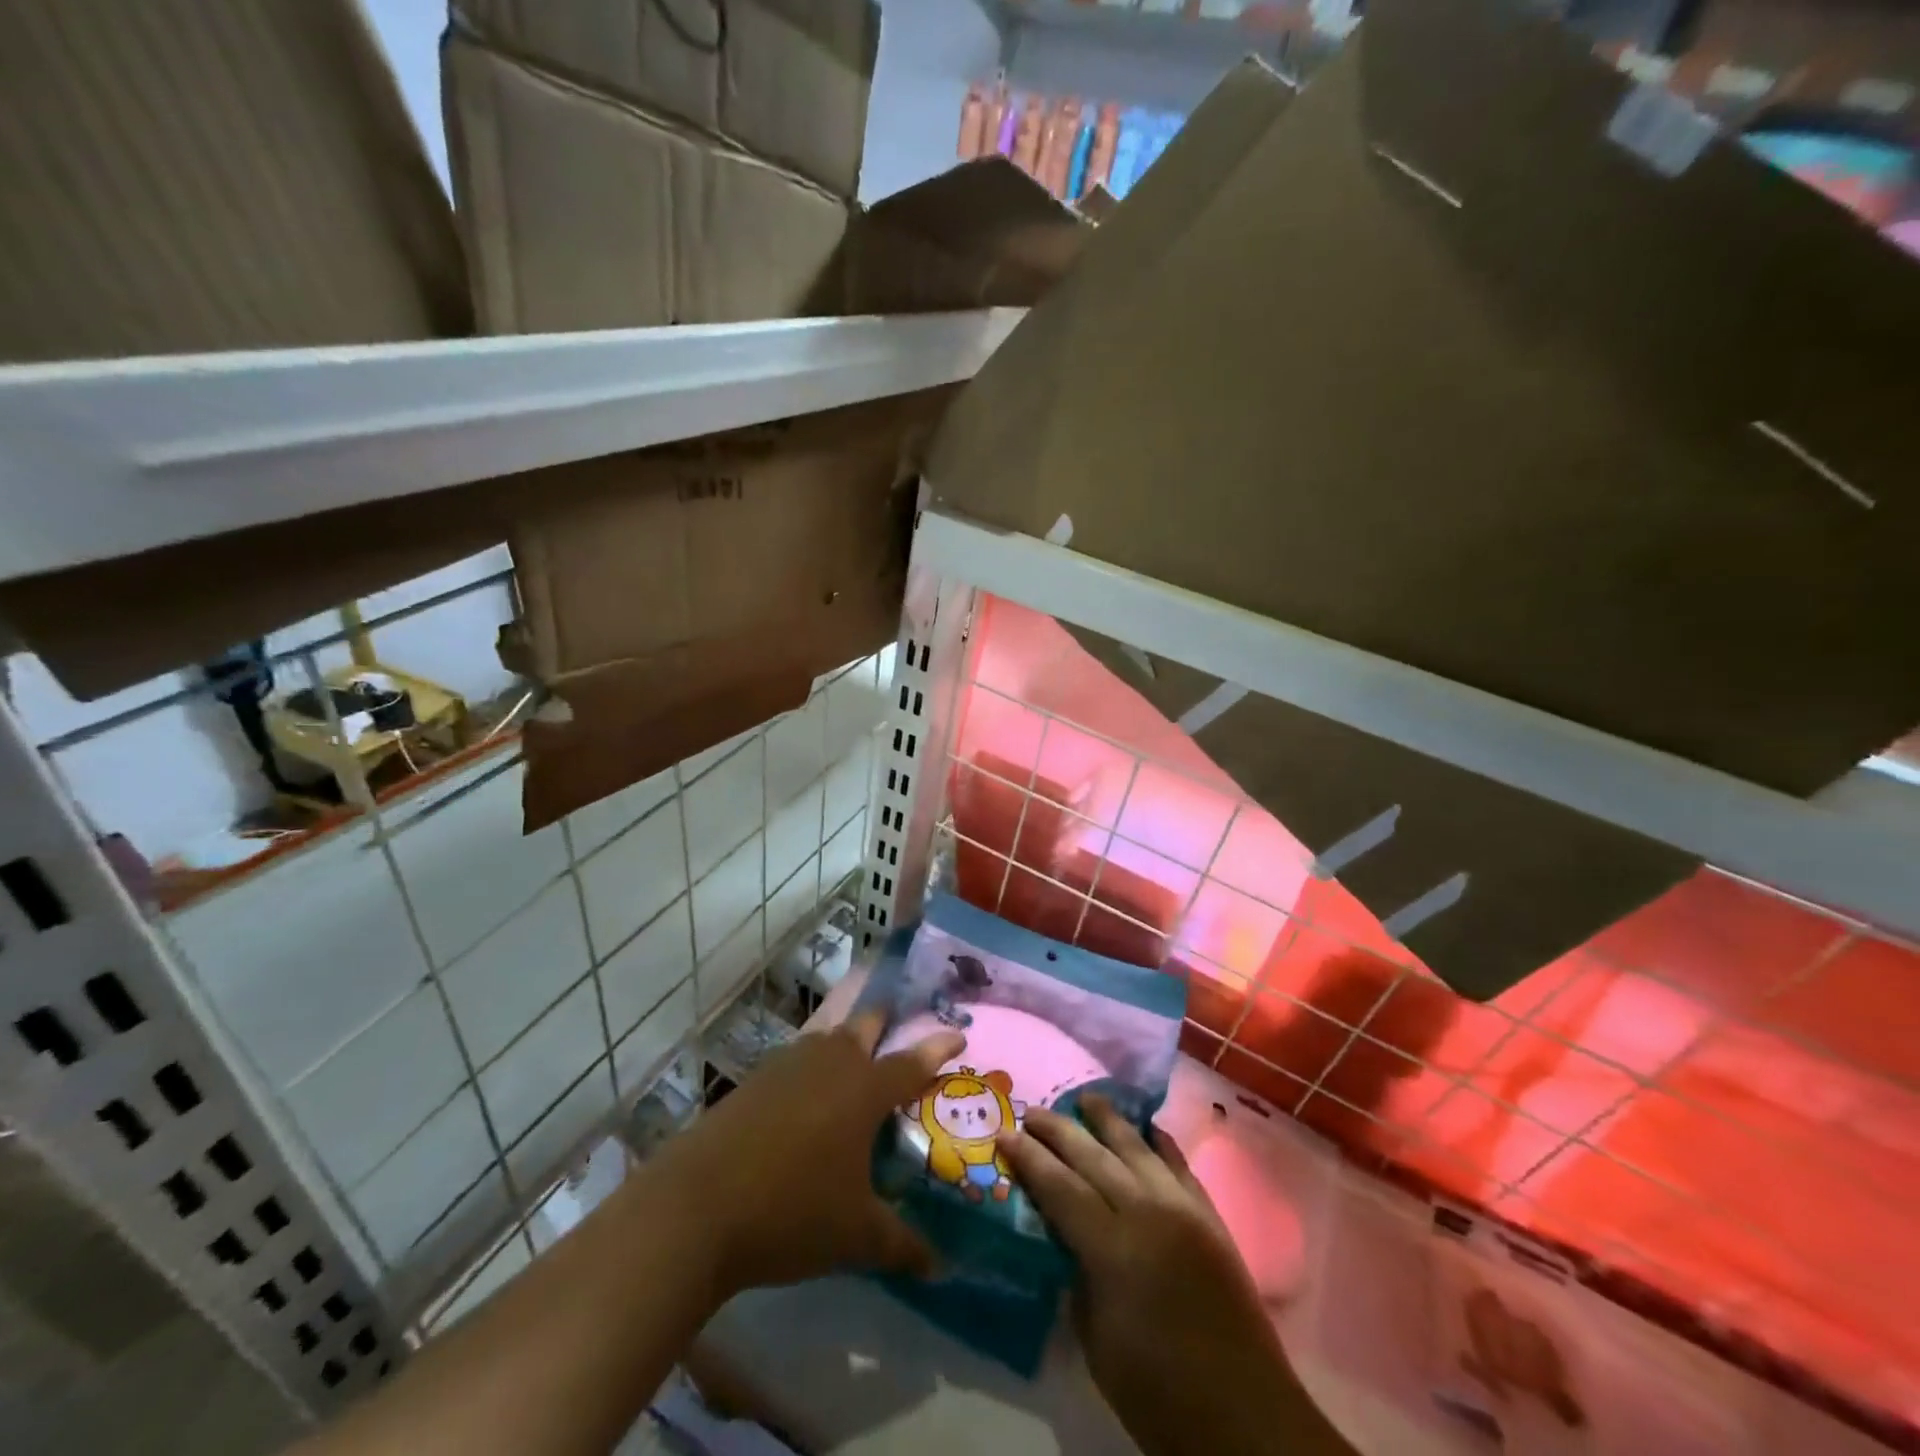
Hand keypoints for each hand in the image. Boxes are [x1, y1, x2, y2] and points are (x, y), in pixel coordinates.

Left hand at [655, 1009, 963, 1298]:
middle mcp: (830, 1063)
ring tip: (853, 1068)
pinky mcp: (754, 1079)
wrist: (696, 1207)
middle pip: (866, 1027)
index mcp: (865, 1089)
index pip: (913, 1061)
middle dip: (886, 1025)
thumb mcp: (855, 1236)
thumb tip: (940, 1267)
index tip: (958, 1033)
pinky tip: (805, 1100)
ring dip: (845, 1045)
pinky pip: (796, 1061)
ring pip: (827, 1039)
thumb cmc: (792, 1212)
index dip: (939, 1046)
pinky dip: (811, 1068)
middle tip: (898, 1034)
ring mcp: (787, 1066)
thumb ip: (902, 1245)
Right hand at [1000, 1097, 1350, 1455]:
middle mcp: (1147, 1213)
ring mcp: (1183, 1209)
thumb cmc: (1160, 1393)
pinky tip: (1147, 1129)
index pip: (1060, 1187)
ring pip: (1138, 1148)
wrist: (1247, 1418)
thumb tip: (1065, 1241)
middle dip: (1059, 1130)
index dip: (1029, 1159)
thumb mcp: (1098, 1342)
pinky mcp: (1210, 1217)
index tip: (1005, 1134)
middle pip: (1094, 1156)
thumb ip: (1078, 1278)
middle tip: (1033, 1111)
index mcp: (1113, 1249)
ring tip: (1086, 1098)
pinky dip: (1159, 1142)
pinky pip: (1179, 1164)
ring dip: (1108, 1120)